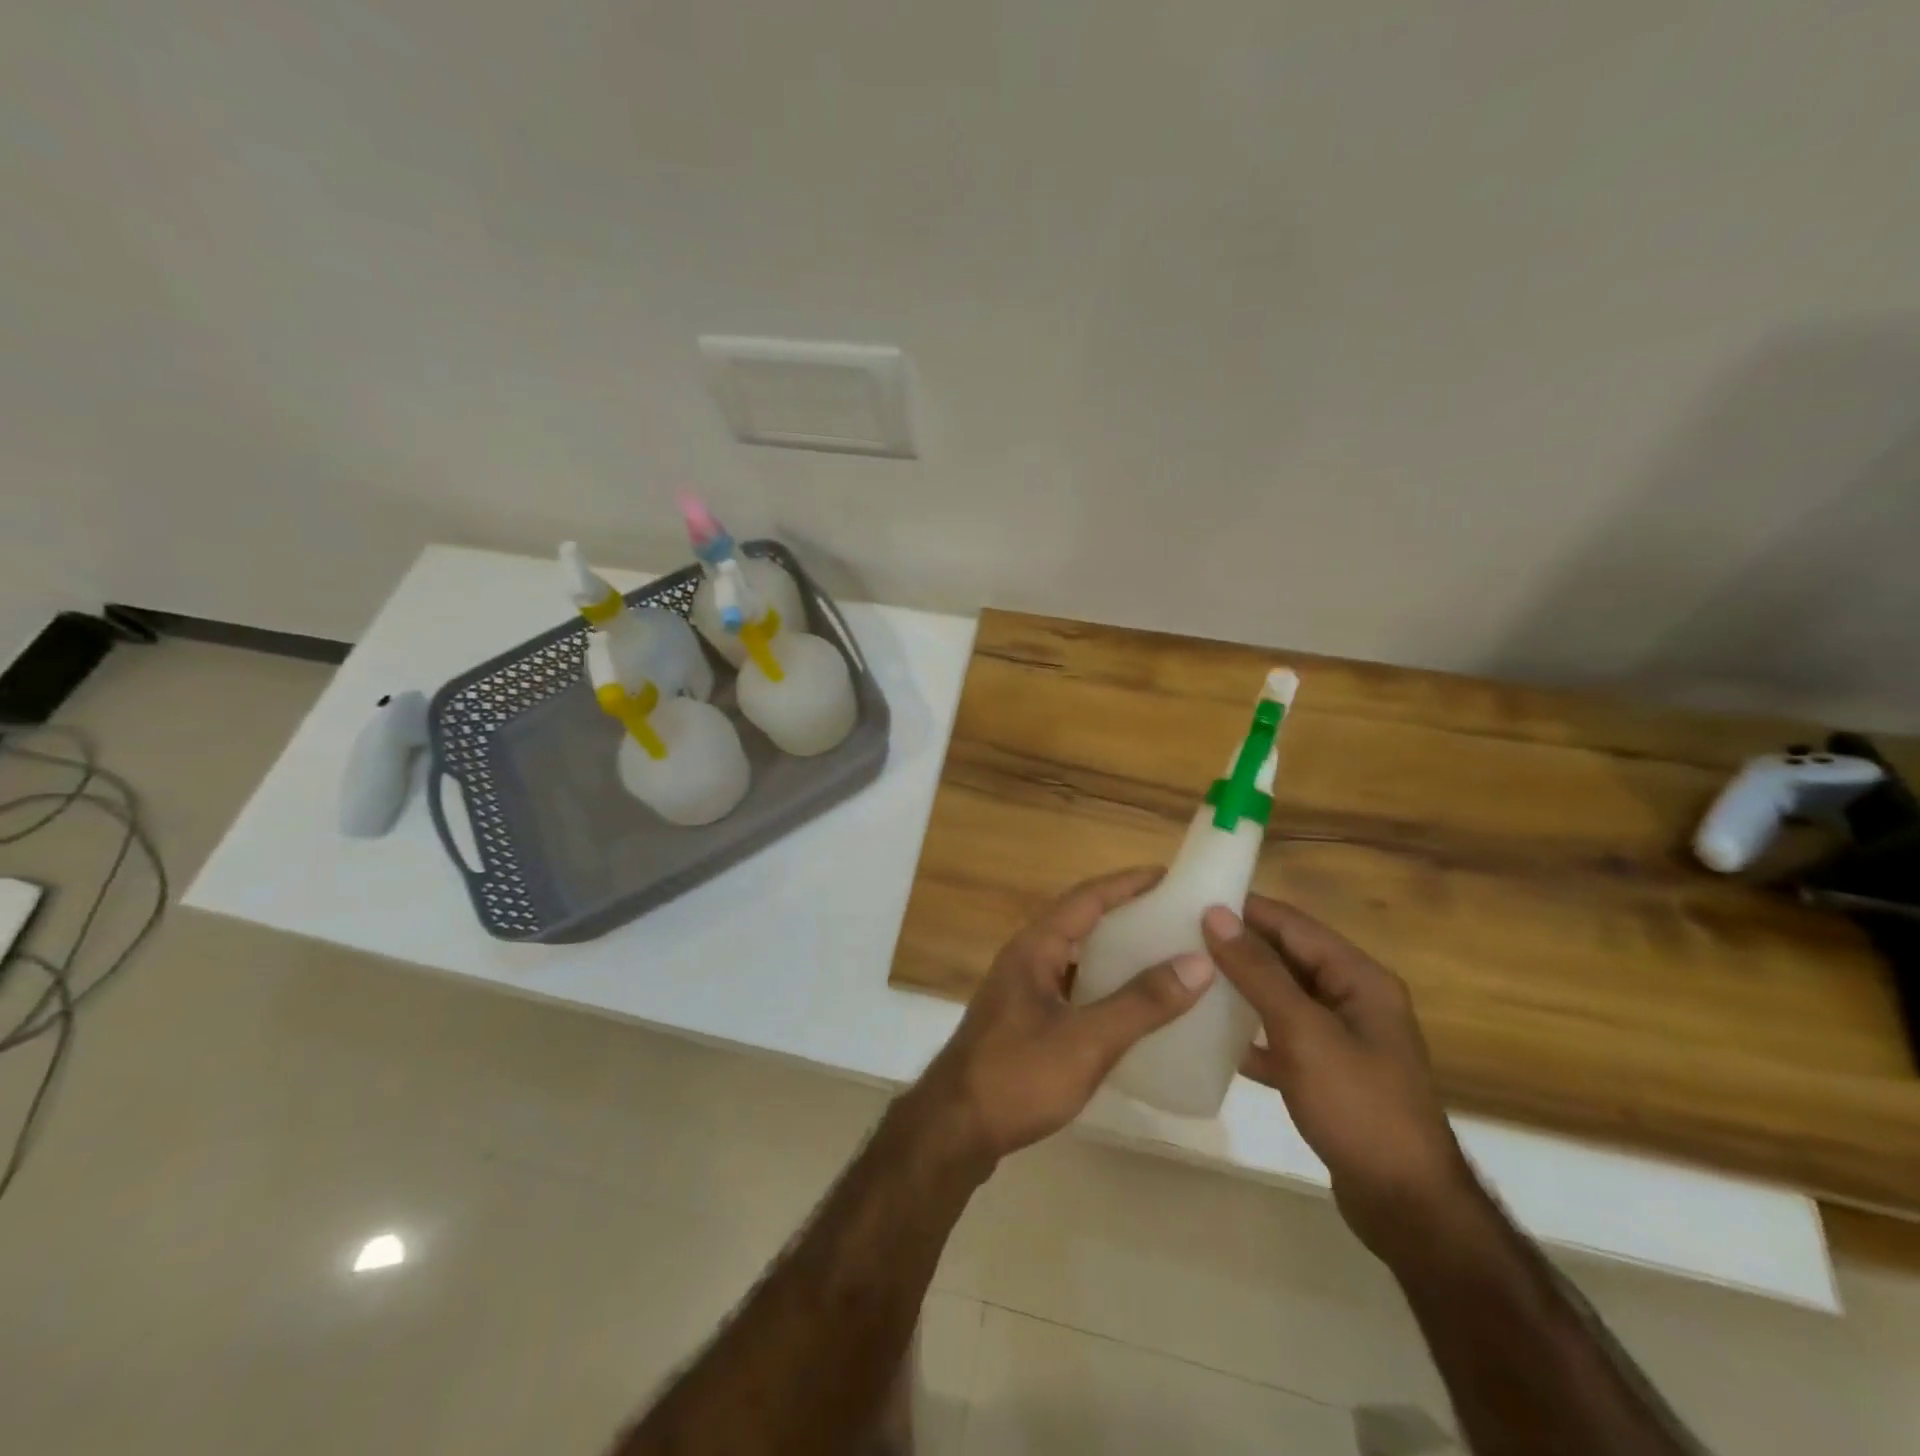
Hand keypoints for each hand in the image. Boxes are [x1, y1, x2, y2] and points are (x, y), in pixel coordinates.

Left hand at [910, 867, 1214, 1168]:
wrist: (954, 1130)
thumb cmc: (1018, 1076)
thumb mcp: (1087, 1041)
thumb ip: (1141, 1003)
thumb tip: (1197, 962)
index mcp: (1035, 947)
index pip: (1086, 898)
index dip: (1126, 883)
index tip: (1168, 875)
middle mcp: (1025, 959)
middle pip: (1080, 922)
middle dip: (1125, 915)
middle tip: (1173, 917)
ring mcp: (1020, 991)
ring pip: (1075, 958)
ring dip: (1113, 954)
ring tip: (1161, 959)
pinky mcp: (1022, 1022)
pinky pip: (1070, 989)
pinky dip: (1101, 989)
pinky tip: (1128, 1011)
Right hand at [1202, 897, 1476, 1262]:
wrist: (1406, 1206)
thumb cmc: (1358, 1106)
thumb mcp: (1303, 1032)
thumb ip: (1258, 972)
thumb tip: (1216, 914)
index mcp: (1359, 978)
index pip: (1294, 924)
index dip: (1246, 909)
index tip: (1191, 900)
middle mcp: (1353, 999)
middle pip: (1288, 957)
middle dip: (1238, 946)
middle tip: (1179, 937)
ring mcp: (1342, 1038)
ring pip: (1282, 997)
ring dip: (1241, 988)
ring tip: (1188, 977)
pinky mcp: (1328, 1073)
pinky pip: (1281, 1037)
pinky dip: (1251, 1034)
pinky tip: (1213, 1038)